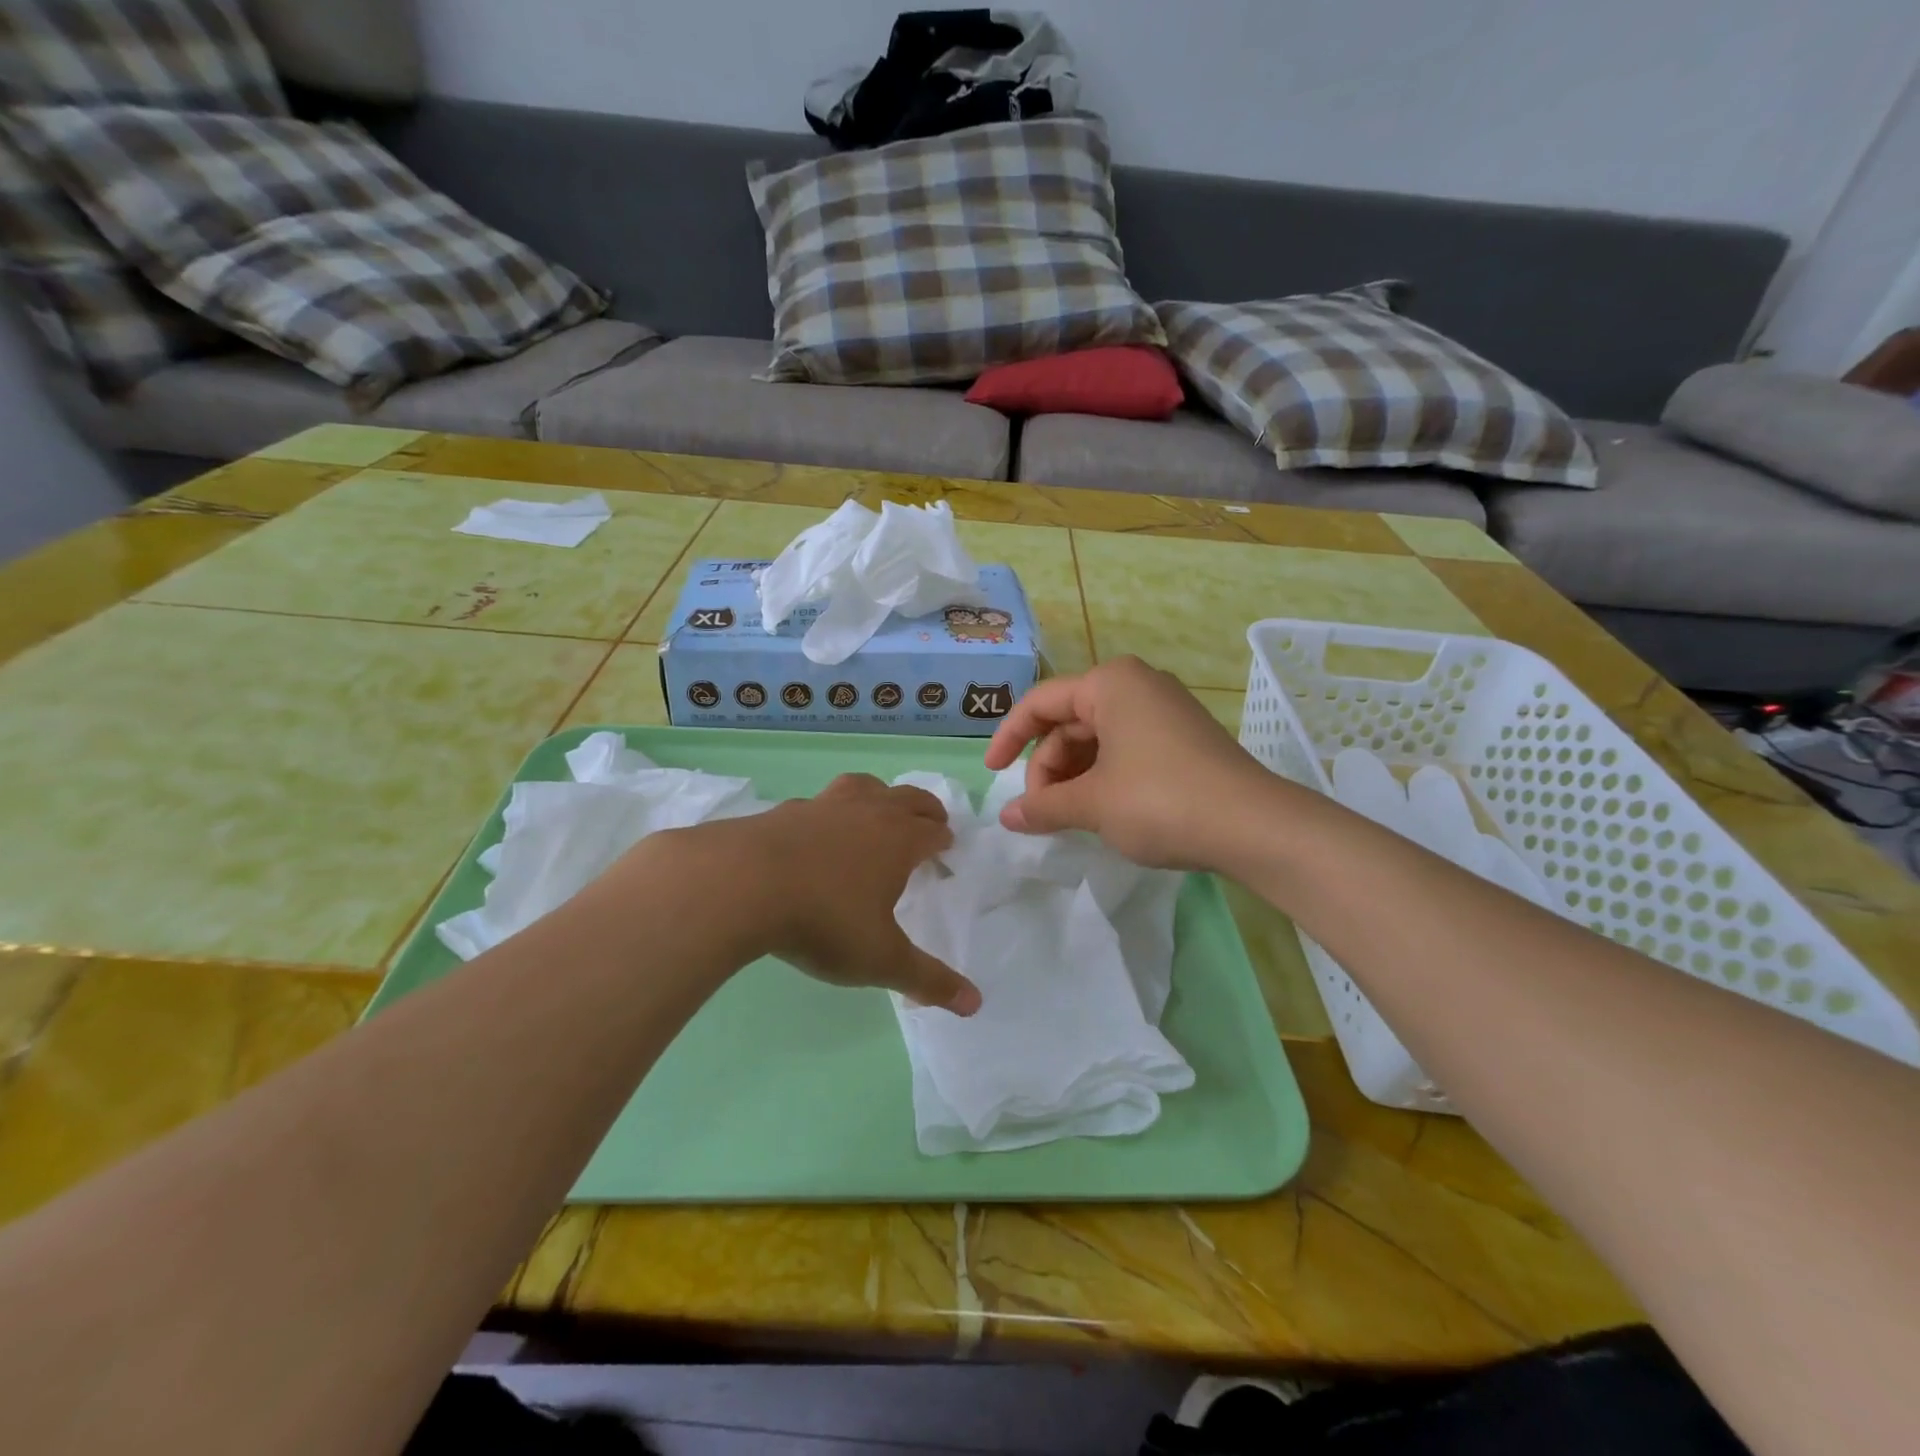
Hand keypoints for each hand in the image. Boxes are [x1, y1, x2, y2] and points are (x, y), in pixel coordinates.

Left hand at [674, 774, 980, 1015]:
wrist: (741, 885)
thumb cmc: (824, 920)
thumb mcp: (881, 959)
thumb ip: (928, 980)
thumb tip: (975, 1004)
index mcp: (898, 840)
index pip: (933, 831)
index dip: (944, 839)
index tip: (948, 848)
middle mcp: (866, 812)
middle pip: (907, 799)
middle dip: (924, 809)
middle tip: (931, 821)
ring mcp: (823, 806)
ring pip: (863, 786)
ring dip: (879, 795)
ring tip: (878, 807)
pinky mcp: (784, 811)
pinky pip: (817, 803)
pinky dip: (828, 812)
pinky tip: (815, 831)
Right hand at [983, 657, 1282, 869]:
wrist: (1254, 826)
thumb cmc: (1159, 800)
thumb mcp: (1092, 804)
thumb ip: (1043, 806)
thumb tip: (1006, 818)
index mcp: (1110, 683)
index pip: (1041, 703)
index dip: (1009, 738)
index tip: (993, 775)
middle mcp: (1137, 685)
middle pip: (1070, 722)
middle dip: (1048, 767)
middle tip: (1042, 813)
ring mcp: (1164, 711)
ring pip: (1097, 739)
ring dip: (1074, 777)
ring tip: (1069, 818)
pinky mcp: (1183, 739)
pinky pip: (1125, 749)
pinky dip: (1103, 778)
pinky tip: (1102, 812)